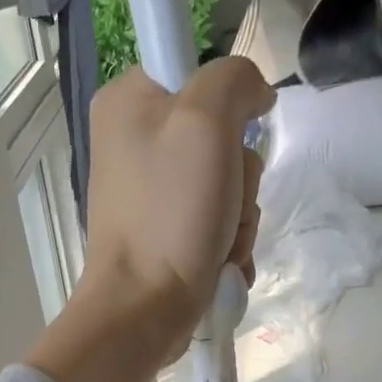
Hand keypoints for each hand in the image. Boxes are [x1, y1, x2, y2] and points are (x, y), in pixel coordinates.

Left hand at [82, 58, 272, 354]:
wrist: (144, 309)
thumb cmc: (170, 214)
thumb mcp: (206, 121)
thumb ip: (234, 80)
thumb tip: (253, 95)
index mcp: (128, 102)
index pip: (198, 71)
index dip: (229, 103)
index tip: (235, 135)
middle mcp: (133, 142)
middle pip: (221, 134)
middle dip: (238, 176)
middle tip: (224, 202)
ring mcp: (150, 193)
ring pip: (226, 183)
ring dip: (238, 216)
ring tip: (219, 242)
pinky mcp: (165, 232)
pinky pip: (216, 221)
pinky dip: (227, 243)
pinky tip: (219, 262)